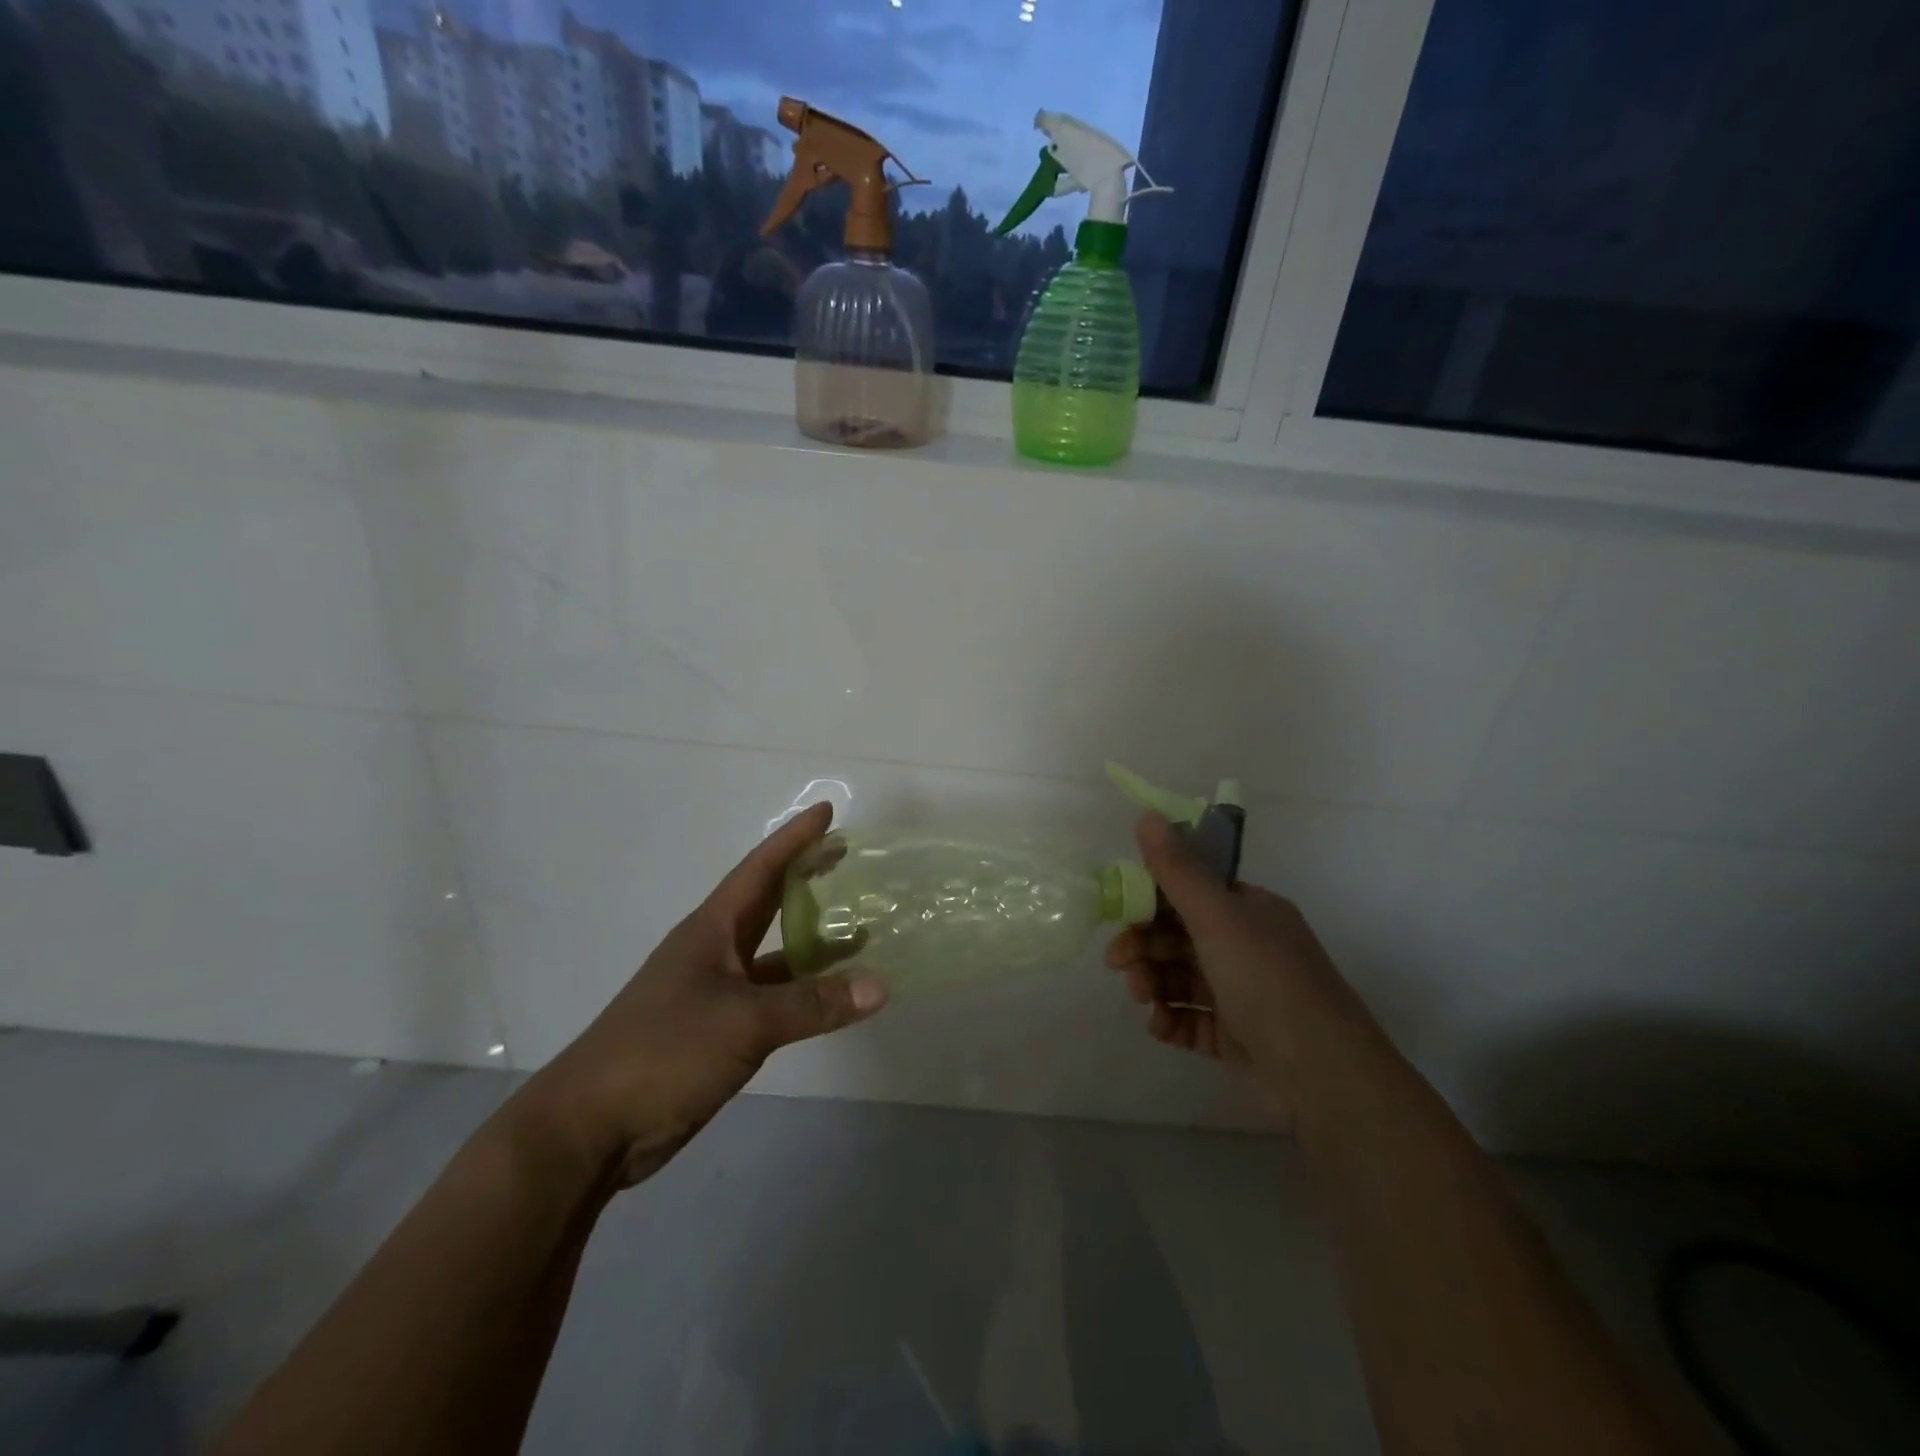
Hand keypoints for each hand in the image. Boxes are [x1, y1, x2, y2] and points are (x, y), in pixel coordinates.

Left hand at [515, 803, 887, 1187]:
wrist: (592, 1128)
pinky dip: (802, 991)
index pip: (760, 869)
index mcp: (712, 930)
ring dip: (811, 942)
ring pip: (773, 955)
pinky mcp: (717, 1031)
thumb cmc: (665, 1051)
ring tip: (859, 930)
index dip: (794, 839)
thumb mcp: (746, 1021)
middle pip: (767, 903)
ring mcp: (714, 992)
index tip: (826, 812)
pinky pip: (772, 997)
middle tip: (847, 858)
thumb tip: (881, 986)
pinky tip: (832, 997)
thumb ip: (814, 1003)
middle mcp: (714, 951)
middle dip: (804, 877)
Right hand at [1105, 812, 1367, 1122]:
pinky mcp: (1238, 1037)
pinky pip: (1193, 1020)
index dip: (1151, 900)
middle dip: (1145, 946)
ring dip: (1154, 983)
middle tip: (1117, 963)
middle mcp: (1247, 946)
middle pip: (1180, 937)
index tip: (1120, 911)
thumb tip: (1146, 814)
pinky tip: (1159, 1027)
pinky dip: (1172, 1020)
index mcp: (1250, 910)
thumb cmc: (1267, 981)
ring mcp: (1243, 994)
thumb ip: (1176, 870)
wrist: (1325, 1075)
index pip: (1191, 892)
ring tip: (1142, 999)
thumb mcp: (1218, 917)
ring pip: (1182, 979)